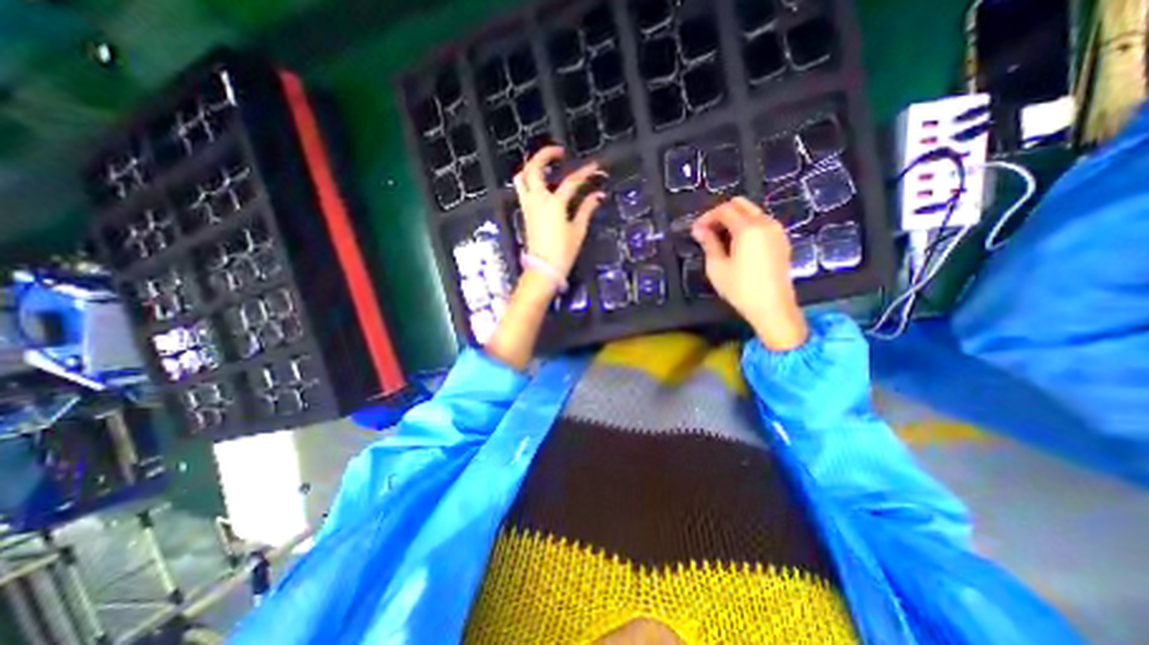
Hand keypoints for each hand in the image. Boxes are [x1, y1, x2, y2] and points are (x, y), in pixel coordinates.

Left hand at [482, 145, 604, 368]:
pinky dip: (529, 180)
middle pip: (534, 169)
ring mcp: (528, 205)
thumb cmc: (563, 252)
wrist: (543, 269)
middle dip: (545, 155)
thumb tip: (598, 195)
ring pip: (522, 177)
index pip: (571, 182)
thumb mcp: (578, 231)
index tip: (595, 166)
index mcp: (554, 204)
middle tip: (559, 152)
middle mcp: (537, 200)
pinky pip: (522, 189)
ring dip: (532, 166)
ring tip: (546, 165)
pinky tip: (541, 183)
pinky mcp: (525, 212)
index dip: (585, 173)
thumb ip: (586, 209)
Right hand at [691, 198, 806, 352]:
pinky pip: (762, 223)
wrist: (773, 307)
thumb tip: (699, 229)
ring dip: (735, 219)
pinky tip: (737, 244)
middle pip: (741, 204)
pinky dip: (747, 226)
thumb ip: (709, 243)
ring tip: (720, 238)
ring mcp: (777, 231)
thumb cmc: (741, 288)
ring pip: (753, 212)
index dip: (707, 217)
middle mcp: (765, 223)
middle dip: (721, 213)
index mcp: (748, 228)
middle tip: (708, 230)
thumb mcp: (717, 267)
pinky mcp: (782, 241)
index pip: (724, 210)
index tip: (696, 230)